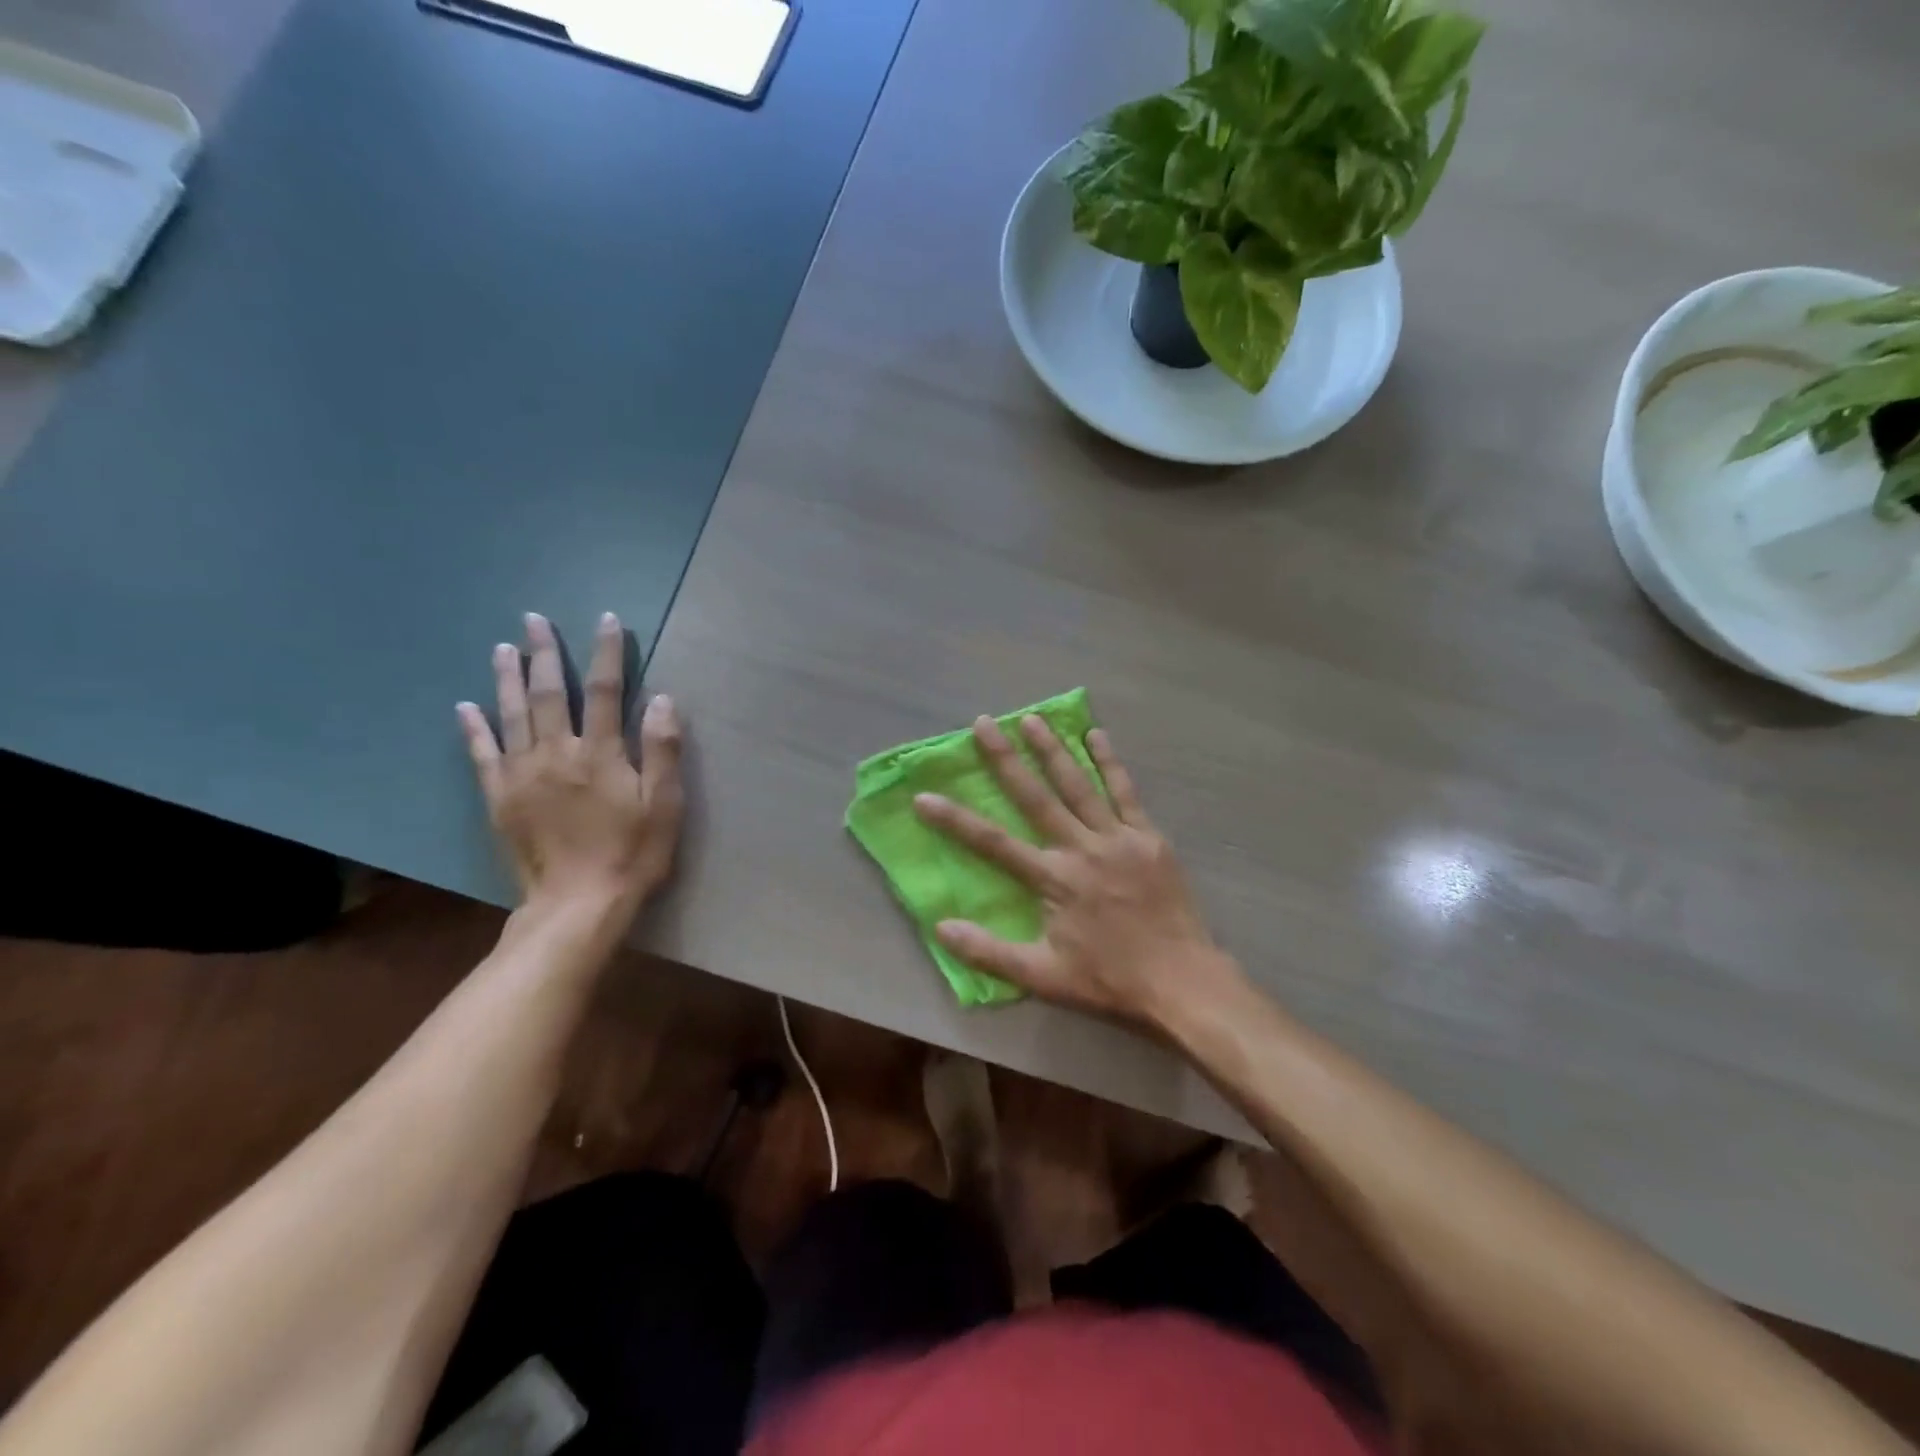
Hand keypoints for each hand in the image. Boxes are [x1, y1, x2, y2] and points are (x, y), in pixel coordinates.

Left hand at [458, 611, 682, 918]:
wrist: (577, 904)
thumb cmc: (631, 853)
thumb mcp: (664, 805)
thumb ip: (663, 750)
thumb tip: (662, 699)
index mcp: (601, 753)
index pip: (607, 690)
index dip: (607, 653)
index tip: (608, 620)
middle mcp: (558, 753)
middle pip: (552, 693)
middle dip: (545, 654)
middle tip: (534, 620)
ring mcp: (523, 775)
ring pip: (514, 715)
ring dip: (509, 679)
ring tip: (503, 648)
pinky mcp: (500, 798)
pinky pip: (482, 755)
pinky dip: (474, 729)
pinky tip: (465, 707)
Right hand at [912, 715, 1246, 1033]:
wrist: (1181, 980)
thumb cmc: (1109, 980)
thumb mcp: (1043, 977)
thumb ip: (990, 952)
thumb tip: (941, 928)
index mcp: (1053, 878)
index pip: (993, 842)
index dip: (955, 820)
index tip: (924, 796)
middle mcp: (1081, 847)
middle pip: (1035, 797)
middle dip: (1005, 759)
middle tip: (984, 723)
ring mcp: (1118, 837)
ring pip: (1079, 785)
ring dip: (1053, 750)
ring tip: (1031, 718)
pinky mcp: (1148, 837)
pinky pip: (1126, 792)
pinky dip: (1110, 762)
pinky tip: (1097, 735)